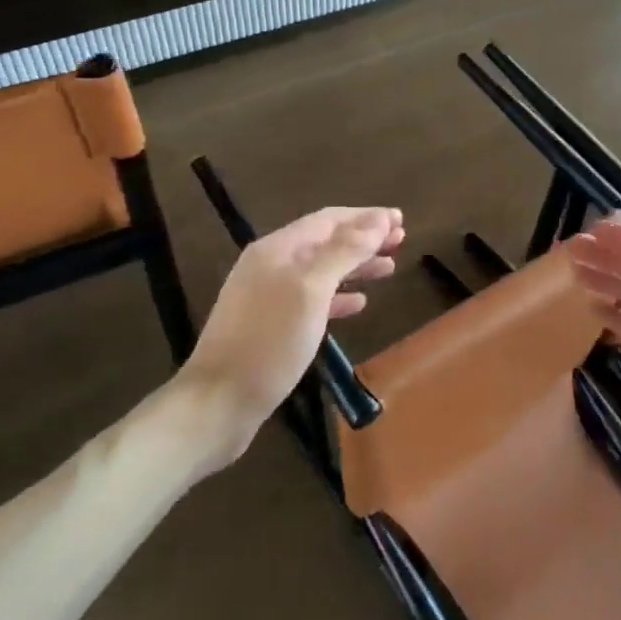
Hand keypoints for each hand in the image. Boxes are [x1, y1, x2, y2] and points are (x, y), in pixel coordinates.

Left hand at [180, 206, 403, 463]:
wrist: (219, 402)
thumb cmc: (269, 342)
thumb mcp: (311, 290)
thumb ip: (345, 251)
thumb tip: (377, 220)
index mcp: (278, 249)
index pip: (329, 219)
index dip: (367, 217)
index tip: (400, 219)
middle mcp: (271, 265)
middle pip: (326, 241)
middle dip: (364, 238)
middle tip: (401, 240)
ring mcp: (268, 295)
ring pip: (322, 270)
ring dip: (356, 265)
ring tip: (389, 267)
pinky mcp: (270, 325)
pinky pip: (312, 298)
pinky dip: (338, 295)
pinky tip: (360, 303)